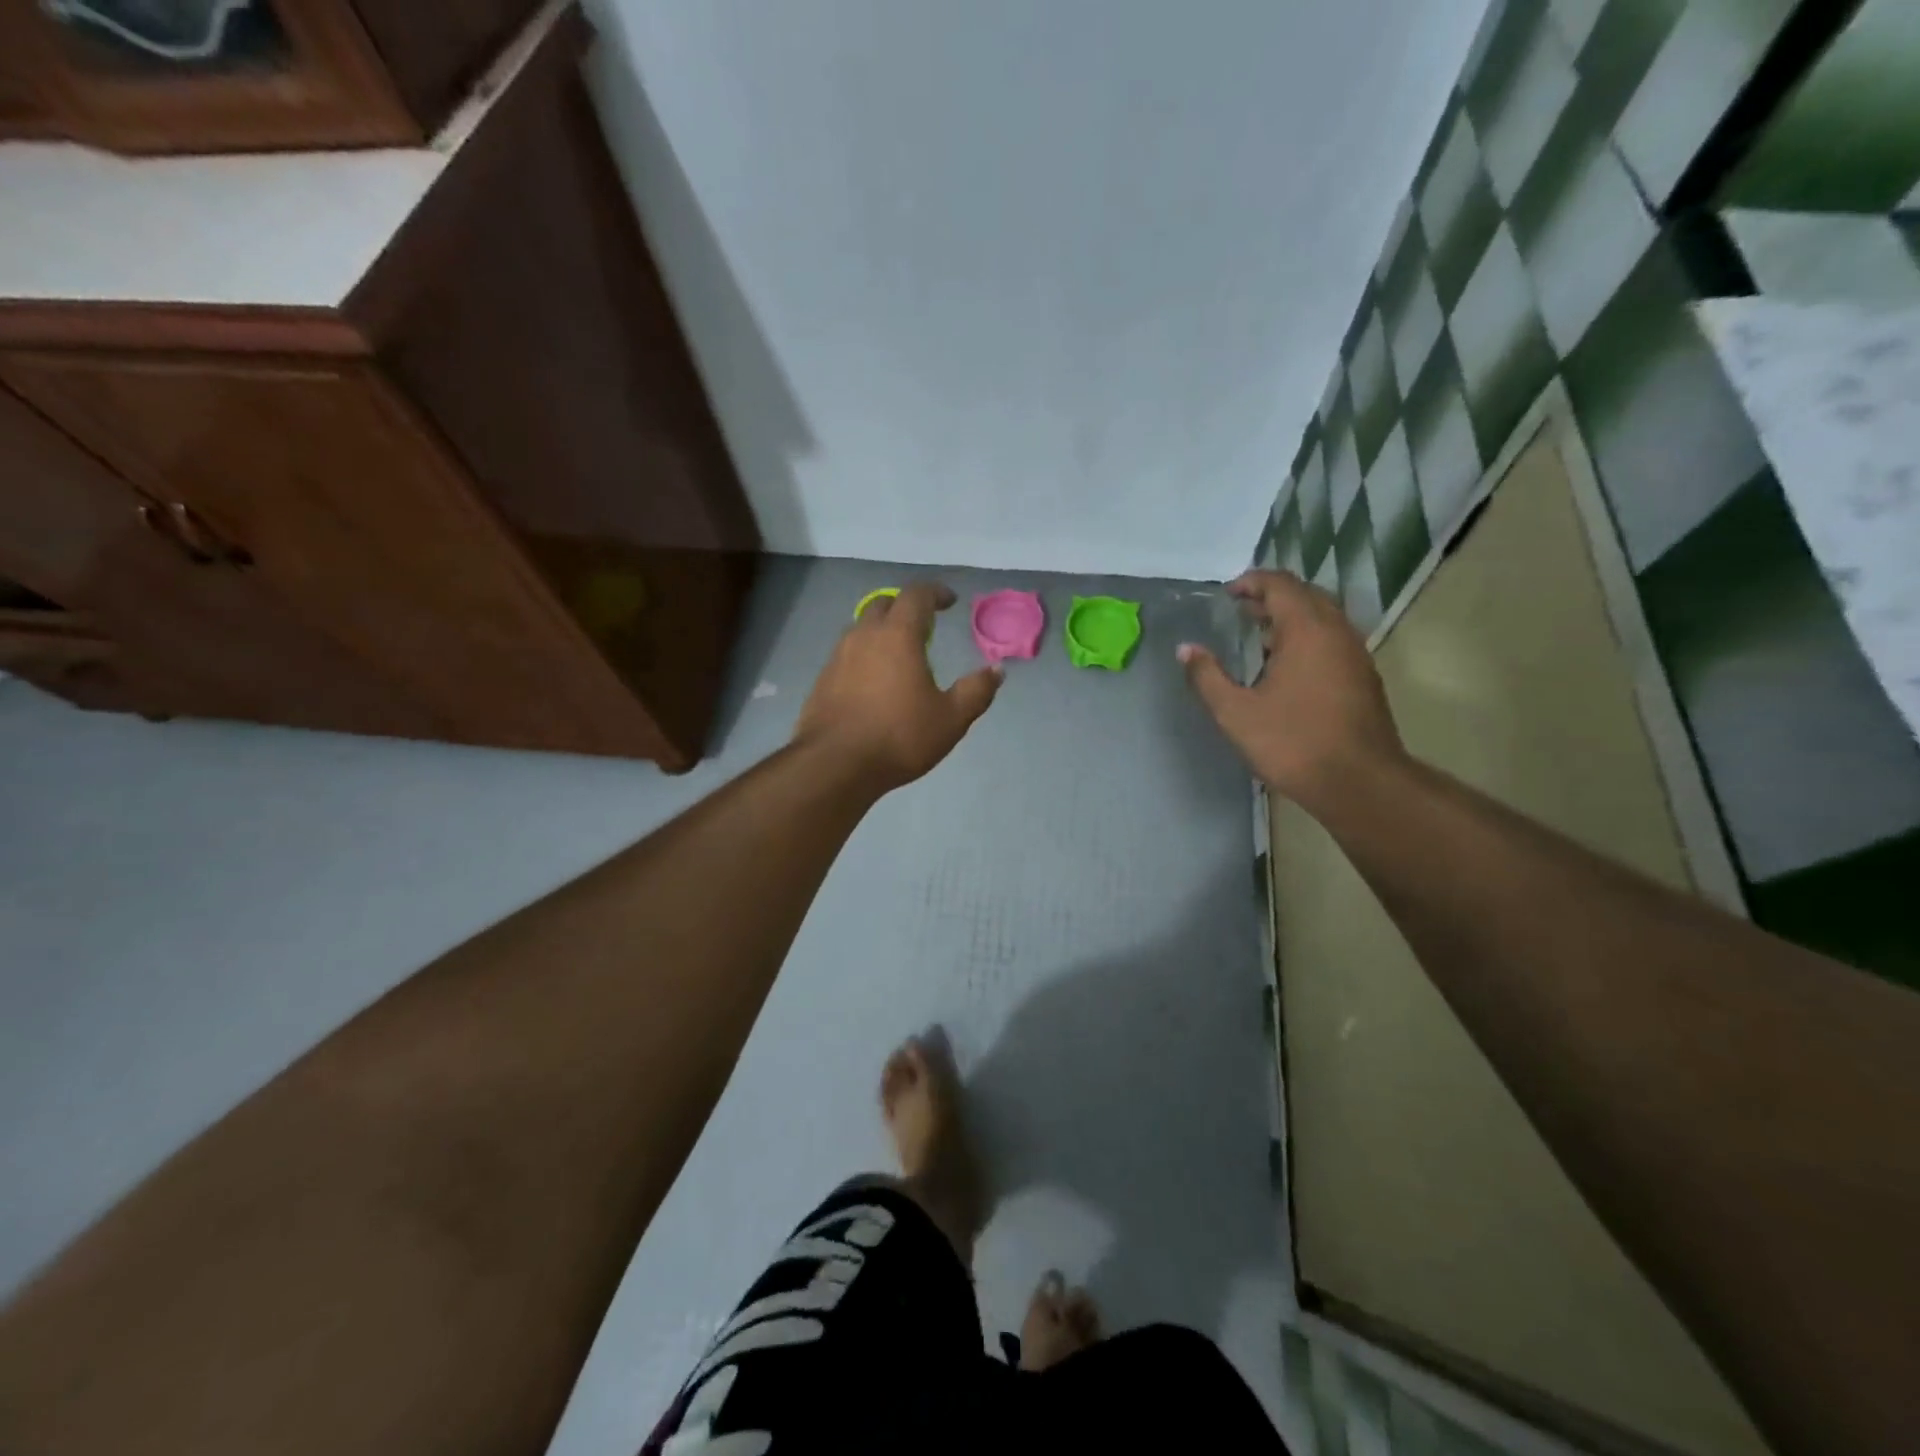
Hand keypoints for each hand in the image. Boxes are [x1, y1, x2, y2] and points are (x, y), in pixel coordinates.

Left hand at [794, 582, 1001, 789]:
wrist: (834, 764)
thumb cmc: (899, 737)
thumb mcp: (950, 719)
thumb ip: (976, 691)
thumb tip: (996, 670)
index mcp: (898, 636)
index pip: (916, 595)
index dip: (935, 593)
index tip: (949, 601)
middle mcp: (864, 636)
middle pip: (884, 605)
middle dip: (906, 607)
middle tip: (925, 625)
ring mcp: (838, 656)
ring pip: (862, 628)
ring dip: (883, 631)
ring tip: (900, 655)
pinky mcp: (823, 679)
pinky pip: (848, 654)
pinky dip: (865, 655)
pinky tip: (875, 682)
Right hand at [1178, 570, 1405, 808]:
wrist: (1359, 782)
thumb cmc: (1292, 743)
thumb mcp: (1235, 713)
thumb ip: (1207, 677)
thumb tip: (1185, 649)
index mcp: (1307, 630)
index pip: (1280, 585)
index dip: (1252, 582)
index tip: (1228, 594)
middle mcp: (1336, 632)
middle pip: (1305, 595)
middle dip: (1272, 597)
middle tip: (1241, 610)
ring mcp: (1355, 654)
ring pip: (1323, 618)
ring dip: (1291, 618)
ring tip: (1259, 636)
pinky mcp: (1363, 677)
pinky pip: (1332, 640)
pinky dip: (1307, 638)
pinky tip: (1286, 667)